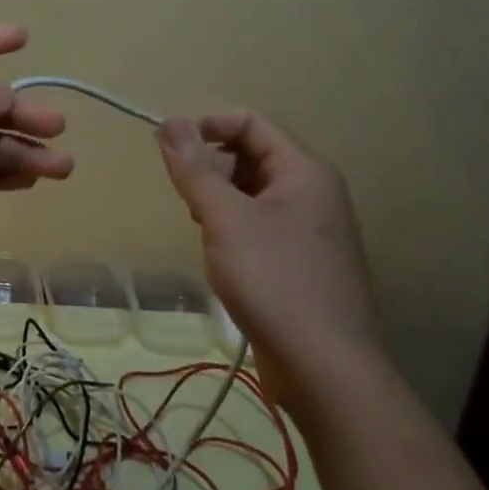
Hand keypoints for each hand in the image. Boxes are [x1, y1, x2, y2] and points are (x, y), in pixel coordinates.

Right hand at [156, 110, 379, 409]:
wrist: (323, 367)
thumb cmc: (273, 280)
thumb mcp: (225, 219)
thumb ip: (195, 170)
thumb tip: (169, 122)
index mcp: (304, 173)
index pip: (251, 124)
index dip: (206, 126)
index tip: (166, 148)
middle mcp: (312, 194)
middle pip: (251, 156)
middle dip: (210, 168)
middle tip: (185, 198)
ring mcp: (309, 230)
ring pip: (251, 193)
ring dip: (218, 200)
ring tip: (201, 228)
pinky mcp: (299, 262)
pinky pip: (258, 225)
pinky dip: (232, 228)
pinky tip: (219, 256)